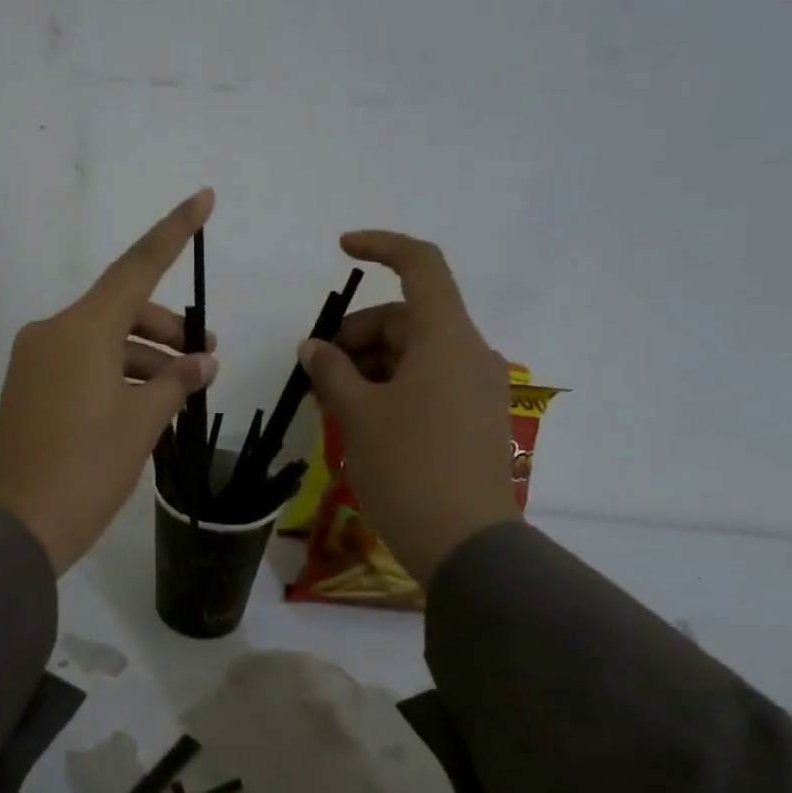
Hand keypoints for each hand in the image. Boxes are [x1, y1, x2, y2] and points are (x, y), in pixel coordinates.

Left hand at [0, 191, 219, 573]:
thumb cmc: (87, 470)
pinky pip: (81, 363)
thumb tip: (202, 362)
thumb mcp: (143, 423)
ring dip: (144, 355)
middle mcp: (52, 332)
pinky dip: (116, 372)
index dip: (174, 231)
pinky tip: (145, 402)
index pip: (137, 266)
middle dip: (167, 328)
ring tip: (182, 388)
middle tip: (205, 356)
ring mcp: (35, 359)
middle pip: (122, 309)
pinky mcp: (27, 386)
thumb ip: (176, 382)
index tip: (204, 198)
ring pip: (103, 339)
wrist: (16, 528)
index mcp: (81, 329)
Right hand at [297, 231, 518, 581]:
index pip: (422, 265)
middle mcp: (469, 353)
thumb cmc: (407, 468)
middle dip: (357, 335)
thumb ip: (331, 370)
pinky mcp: (475, 418)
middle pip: (407, 318)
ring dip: (368, 365)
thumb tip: (315, 347)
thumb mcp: (357, 414)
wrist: (466, 546)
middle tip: (317, 372)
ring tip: (331, 403)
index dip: (382, 246)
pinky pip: (428, 381)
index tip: (342, 249)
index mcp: (447, 338)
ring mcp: (476, 388)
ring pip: (414, 352)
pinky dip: (391, 386)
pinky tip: (360, 418)